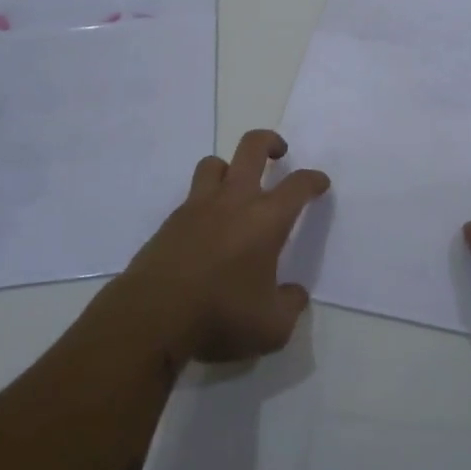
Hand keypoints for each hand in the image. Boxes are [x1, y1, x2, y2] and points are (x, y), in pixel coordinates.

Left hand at [117, 130, 329, 367]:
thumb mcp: (272, 327)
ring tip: (236, 188)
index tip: (320, 184)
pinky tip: (206, 230)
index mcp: (266, 219)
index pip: (298, 185)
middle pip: (252, 147)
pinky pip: (191, 197)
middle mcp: (233, 201)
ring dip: (229, 168)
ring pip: (214, 164)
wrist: (150, 319)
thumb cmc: (219, 316)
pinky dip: (203, 203)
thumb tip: (294, 293)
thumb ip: (290, 306)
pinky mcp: (169, 223)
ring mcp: (197, 208)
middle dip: (270, 142)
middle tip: (279, 153)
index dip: (313, 180)